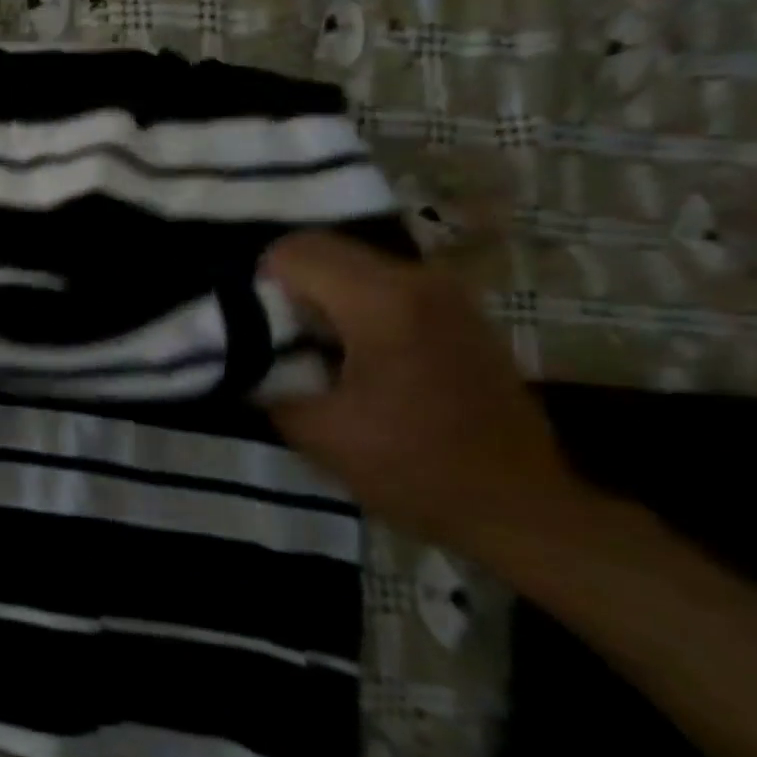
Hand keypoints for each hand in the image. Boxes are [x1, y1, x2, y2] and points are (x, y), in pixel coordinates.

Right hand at [263, 232, 589, 552]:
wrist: (519, 506)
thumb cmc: (412, 468)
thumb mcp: (315, 431)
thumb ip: (265, 379)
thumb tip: (237, 354)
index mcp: (381, 301)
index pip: (293, 252)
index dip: (258, 285)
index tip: (253, 330)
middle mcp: (418, 279)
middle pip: (324, 250)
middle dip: (286, 287)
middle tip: (275, 339)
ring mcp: (446, 292)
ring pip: (354, 265)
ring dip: (321, 296)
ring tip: (311, 349)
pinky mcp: (459, 311)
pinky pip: (385, 285)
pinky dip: (354, 306)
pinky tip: (353, 356)